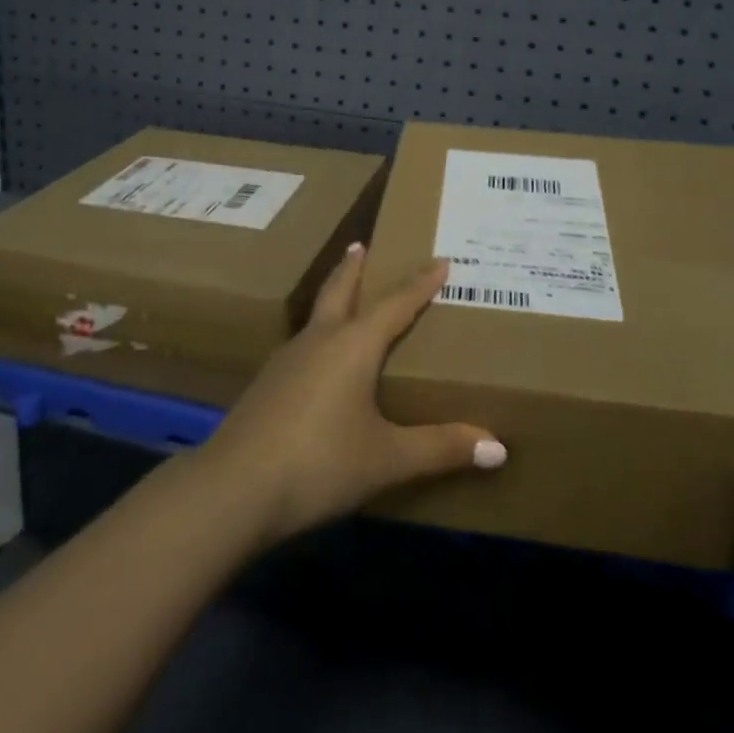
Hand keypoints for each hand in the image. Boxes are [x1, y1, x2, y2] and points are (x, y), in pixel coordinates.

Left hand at [194, 245, 506, 544]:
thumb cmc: (320, 463)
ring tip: (345, 297)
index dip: (420, 283)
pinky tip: (318, 358)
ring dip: (333, 297)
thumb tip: (498, 447)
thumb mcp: (387, 459)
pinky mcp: (268, 383)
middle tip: (362, 244)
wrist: (234, 488)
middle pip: (339, 289)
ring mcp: (287, 359)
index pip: (396, 303)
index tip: (440, 260)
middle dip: (354, 267)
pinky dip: (319, 334)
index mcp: (353, 345)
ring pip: (317, 314)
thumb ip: (440, 449)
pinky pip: (303, 344)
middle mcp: (320, 339)